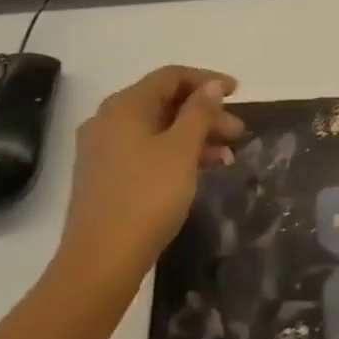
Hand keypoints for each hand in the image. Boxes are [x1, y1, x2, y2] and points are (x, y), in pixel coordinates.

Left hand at [55, 66, 243, 292]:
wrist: (100, 261)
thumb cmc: (146, 197)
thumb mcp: (181, 151)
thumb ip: (199, 113)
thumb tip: (211, 87)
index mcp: (124, 106)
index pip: (170, 77)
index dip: (207, 80)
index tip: (238, 92)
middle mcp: (108, 121)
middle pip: (164, 103)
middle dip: (205, 114)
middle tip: (238, 131)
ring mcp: (104, 151)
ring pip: (158, 130)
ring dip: (194, 137)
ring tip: (228, 156)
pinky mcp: (106, 178)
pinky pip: (147, 152)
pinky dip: (176, 155)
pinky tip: (202, 171)